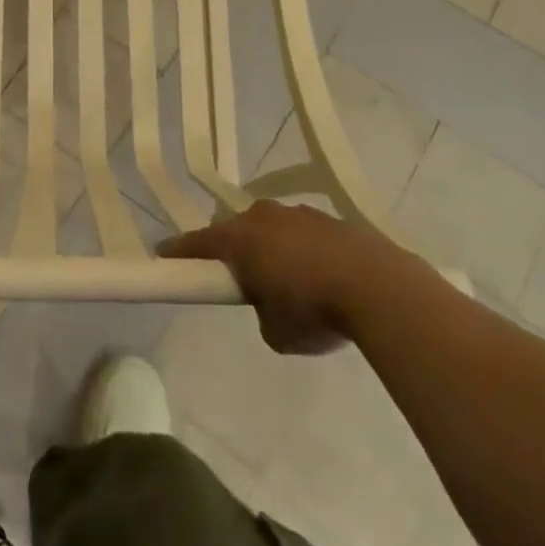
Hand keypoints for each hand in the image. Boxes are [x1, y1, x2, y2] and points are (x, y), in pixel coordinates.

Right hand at [159, 201, 410, 354]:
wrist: (380, 288)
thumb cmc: (313, 310)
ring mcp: (300, 214)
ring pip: (273, 227)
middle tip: (240, 277)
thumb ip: (261, 312)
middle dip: (234, 248)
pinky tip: (324, 277)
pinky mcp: (333, 220)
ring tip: (290, 281)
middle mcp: (263, 217)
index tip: (164, 255)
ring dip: (273, 248)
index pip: (196, 242)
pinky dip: (305, 251)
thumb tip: (271, 302)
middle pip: (236, 229)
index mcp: (239, 239)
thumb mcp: (275, 331)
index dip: (179, 252)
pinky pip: (306, 234)